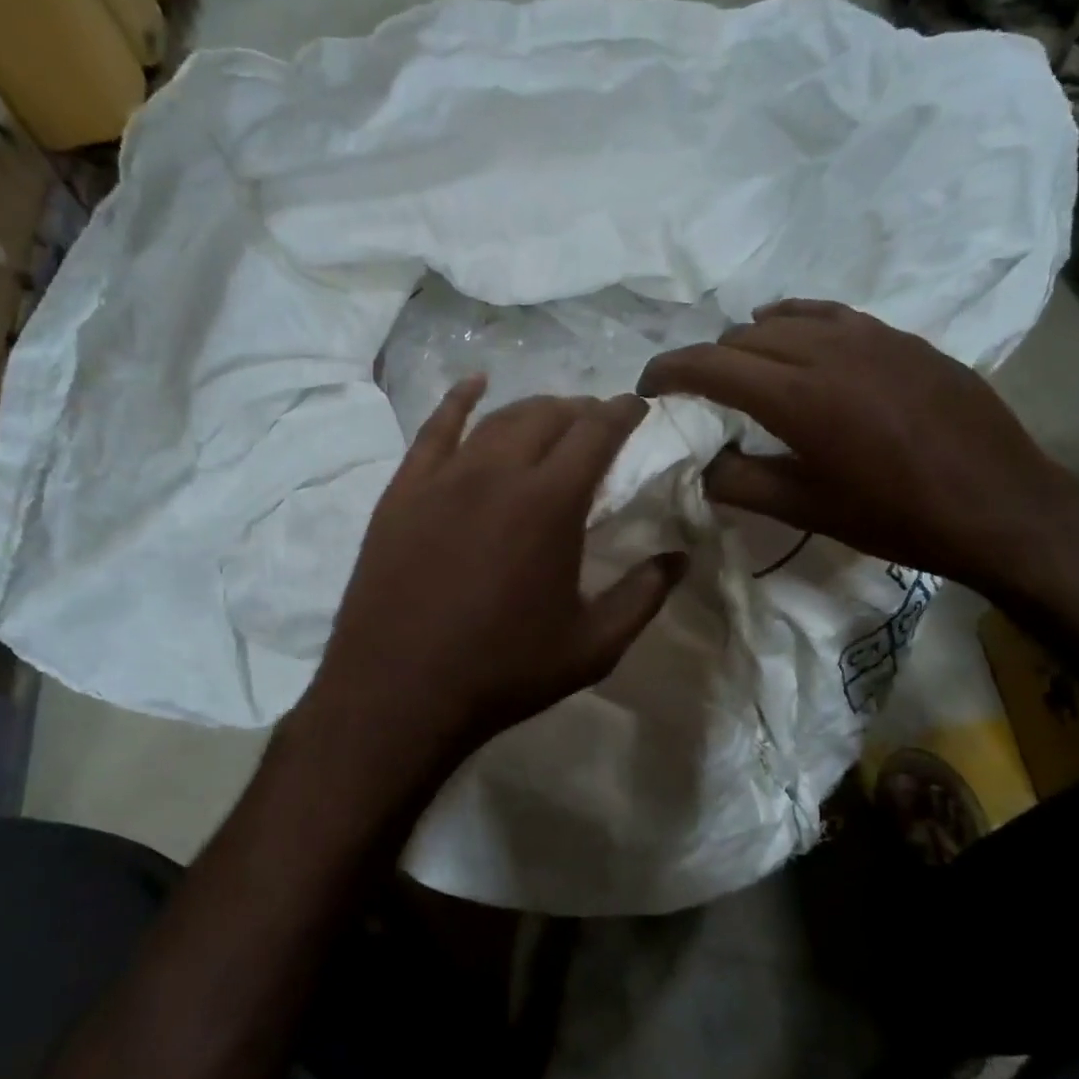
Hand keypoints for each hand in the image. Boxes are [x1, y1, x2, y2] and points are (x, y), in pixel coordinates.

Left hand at [301, 378, 684, 790]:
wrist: (398, 692)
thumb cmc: (502, 672)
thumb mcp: (591, 647)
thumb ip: (643, 596)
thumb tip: (679, 557)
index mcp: (549, 503)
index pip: (596, 432)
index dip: (623, 412)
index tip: (638, 406)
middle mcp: (497, 473)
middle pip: (547, 415)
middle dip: (581, 410)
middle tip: (597, 422)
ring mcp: (443, 477)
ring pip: (497, 418)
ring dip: (533, 409)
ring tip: (551, 416)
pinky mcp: (403, 490)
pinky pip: (434, 428)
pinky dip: (458, 400)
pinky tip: (474, 386)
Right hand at [637, 299, 1078, 594]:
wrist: (1001, 507)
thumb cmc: (897, 519)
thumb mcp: (807, 511)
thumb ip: (740, 483)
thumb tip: (700, 464)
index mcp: (800, 398)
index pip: (711, 364)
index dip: (669, 371)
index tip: (648, 389)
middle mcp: (828, 351)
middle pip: (743, 338)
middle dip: (706, 362)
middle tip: (695, 397)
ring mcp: (871, 336)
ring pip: (785, 320)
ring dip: (749, 343)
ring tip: (742, 373)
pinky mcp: (902, 338)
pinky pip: (830, 314)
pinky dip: (796, 323)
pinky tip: (795, 340)